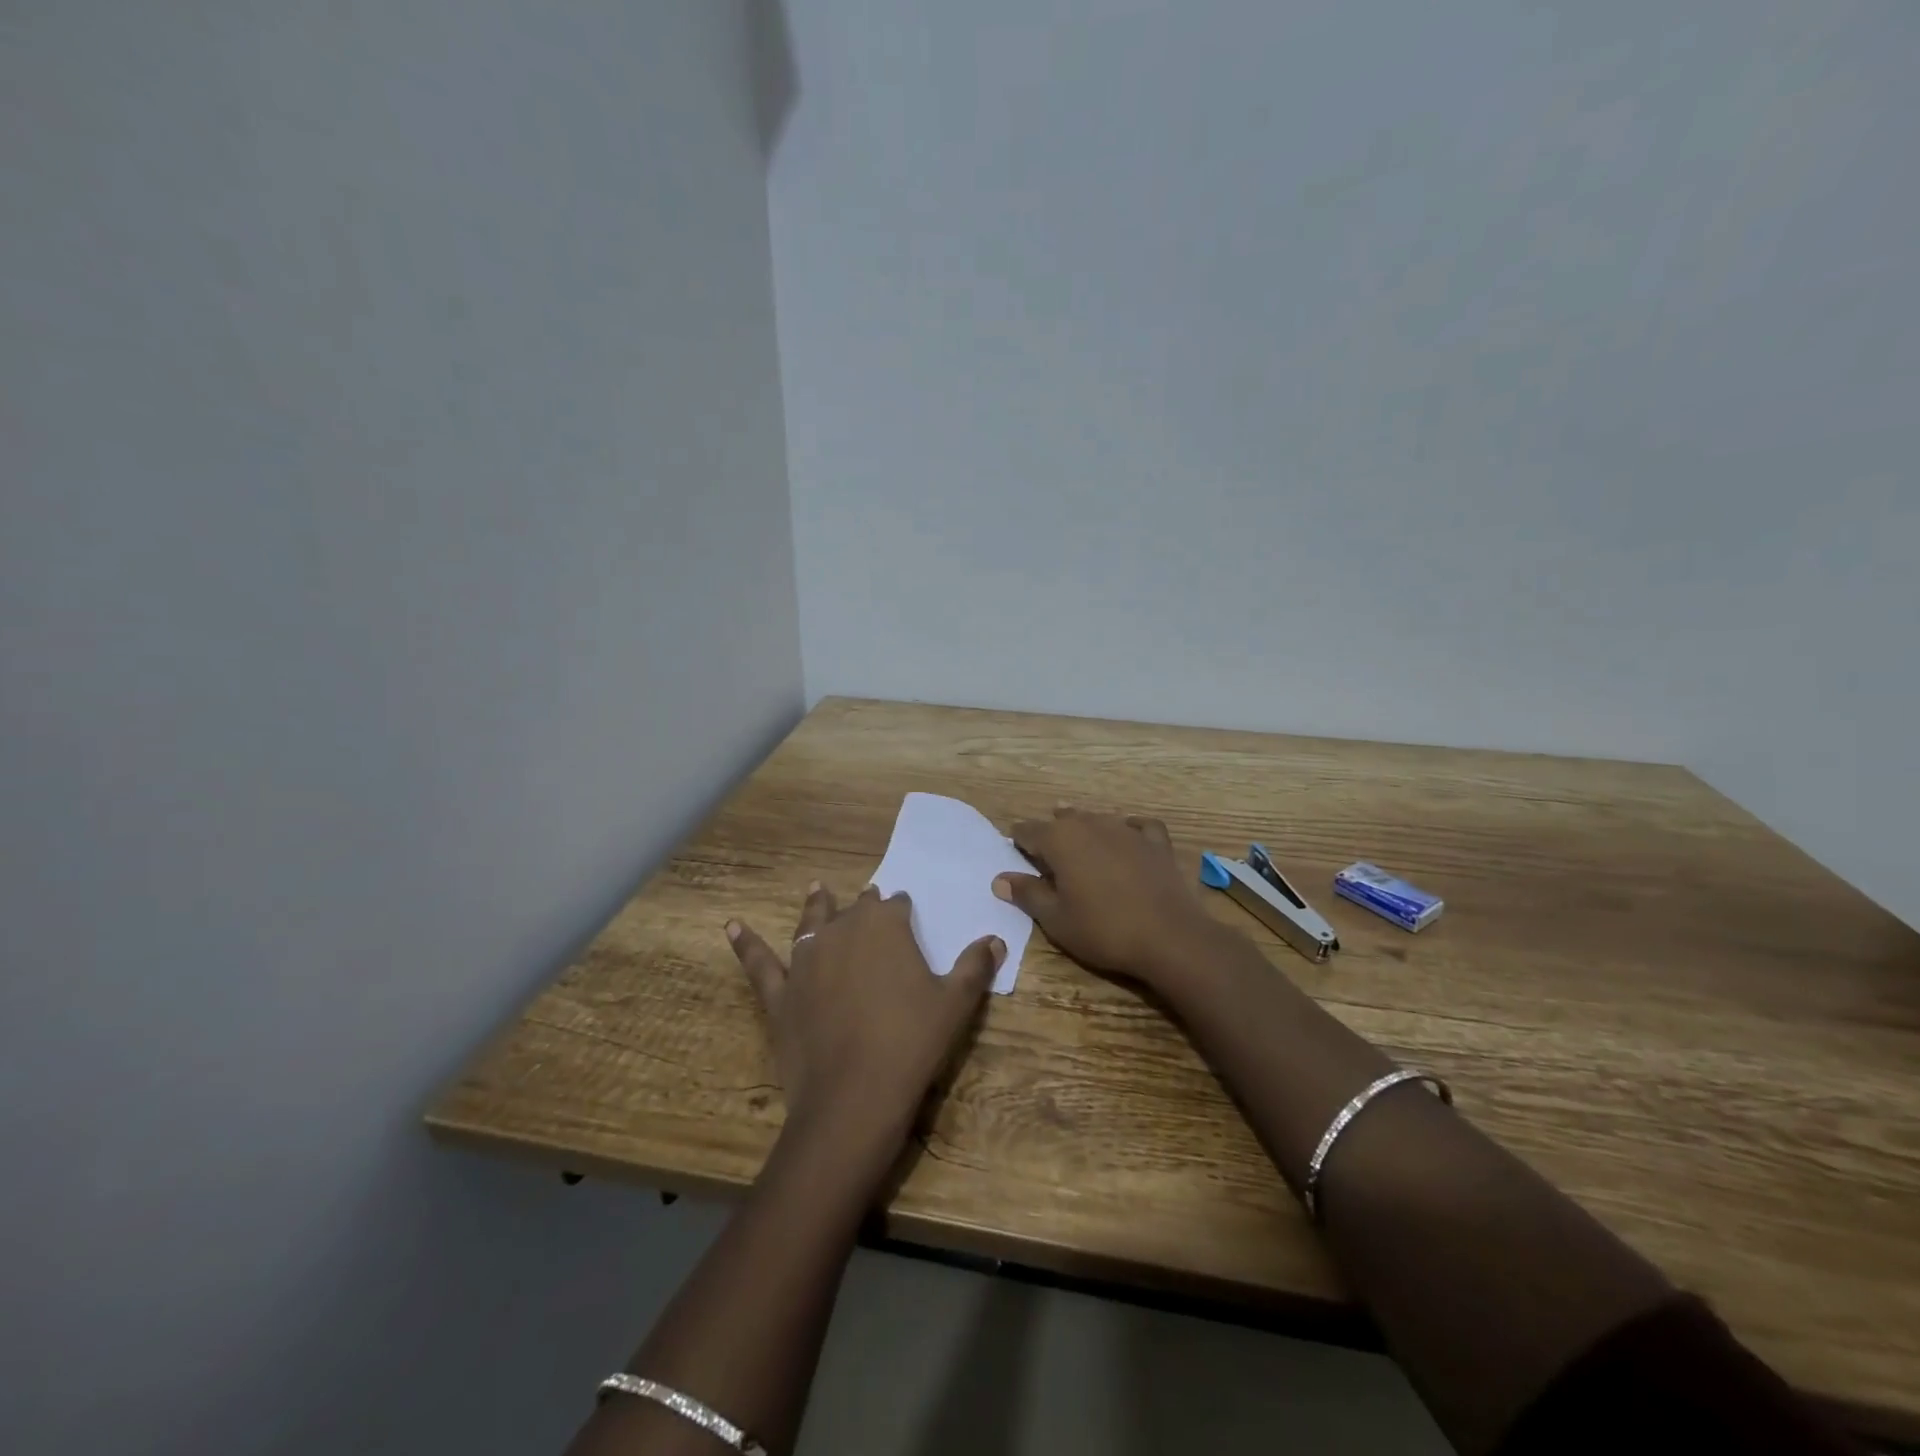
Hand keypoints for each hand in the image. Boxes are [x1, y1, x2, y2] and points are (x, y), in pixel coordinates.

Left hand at [727, 883, 1003, 1155]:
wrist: (854, 1096)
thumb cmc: (912, 1043)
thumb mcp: (955, 1003)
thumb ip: (975, 966)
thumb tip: (994, 939)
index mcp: (885, 927)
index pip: (896, 906)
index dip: (902, 910)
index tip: (907, 912)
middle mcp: (842, 931)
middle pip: (855, 910)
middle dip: (865, 907)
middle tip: (870, 903)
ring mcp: (806, 960)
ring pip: (811, 923)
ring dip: (815, 905)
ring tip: (816, 888)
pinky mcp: (780, 993)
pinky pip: (759, 963)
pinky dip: (745, 944)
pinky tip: (731, 926)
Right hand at [992, 808, 1221, 987]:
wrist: (1169, 937)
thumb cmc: (1103, 930)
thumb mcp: (1056, 919)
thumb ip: (1027, 894)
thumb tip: (1000, 879)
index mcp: (1060, 839)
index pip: (1028, 831)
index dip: (1018, 841)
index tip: (1015, 853)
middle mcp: (1091, 824)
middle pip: (1063, 820)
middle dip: (1051, 833)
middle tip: (1047, 854)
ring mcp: (1126, 829)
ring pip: (1097, 818)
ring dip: (1085, 828)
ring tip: (1081, 843)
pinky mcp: (1156, 841)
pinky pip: (1138, 825)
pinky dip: (1129, 829)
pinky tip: (1128, 836)